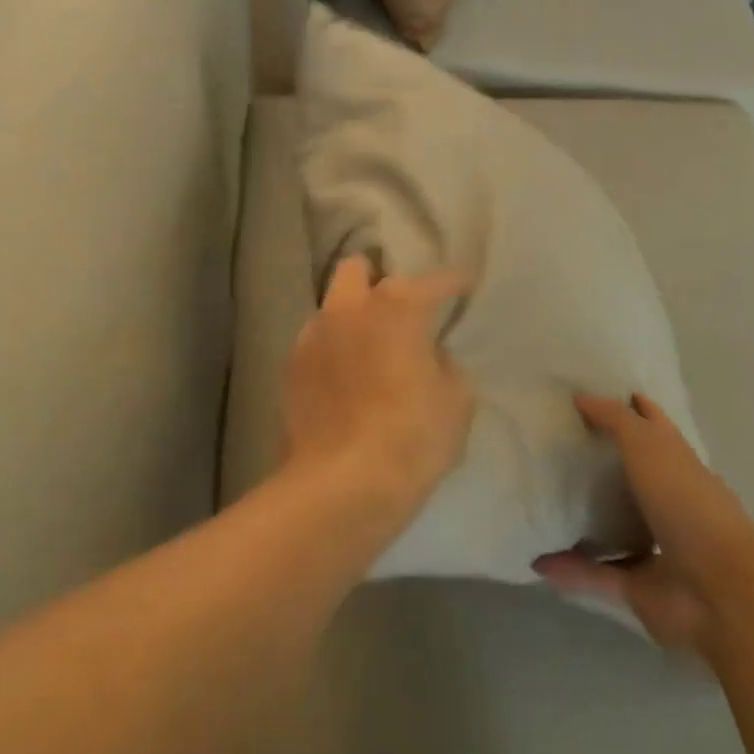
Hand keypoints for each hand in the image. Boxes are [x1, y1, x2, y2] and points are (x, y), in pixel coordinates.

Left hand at [280, 257, 472, 525]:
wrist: (341, 485)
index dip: (453, 282)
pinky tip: (343, 379)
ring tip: (367, 348)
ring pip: (332, 306)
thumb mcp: (456, 404)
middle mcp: (350, 307)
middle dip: (377, 280)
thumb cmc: (412, 438)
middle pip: (358, 268)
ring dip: (350, 317)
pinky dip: (332, 351)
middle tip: (396, 310)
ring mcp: (314, 334)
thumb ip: (446, 367)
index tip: (463, 286)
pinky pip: (316, 343)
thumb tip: (431, 357)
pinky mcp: (290, 367)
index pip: (434, 280)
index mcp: (397, 306)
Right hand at [533, 392, 749, 654]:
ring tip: (546, 501)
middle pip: (634, 477)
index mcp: (680, 464)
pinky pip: (598, 574)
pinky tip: (540, 560)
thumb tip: (580, 397)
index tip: (594, 397)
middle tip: (560, 447)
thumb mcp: (647, 443)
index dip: (632, 409)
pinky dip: (571, 570)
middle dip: (605, 465)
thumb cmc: (687, 502)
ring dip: (587, 520)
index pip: (654, 427)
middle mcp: (671, 502)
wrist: (721, 592)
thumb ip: (614, 419)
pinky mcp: (641, 587)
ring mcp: (659, 547)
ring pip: (617, 527)